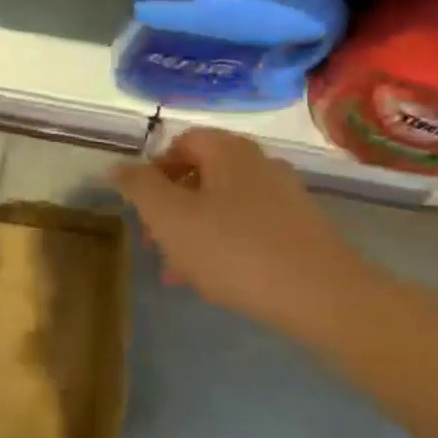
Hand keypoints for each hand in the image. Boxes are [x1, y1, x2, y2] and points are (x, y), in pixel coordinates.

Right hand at [111, 128, 355, 331]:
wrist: (321, 295)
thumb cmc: (234, 249)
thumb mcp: (171, 218)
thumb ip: (139, 187)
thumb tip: (117, 165)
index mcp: (228, 150)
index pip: (181, 142)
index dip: (153, 172)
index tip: (142, 210)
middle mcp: (260, 163)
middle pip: (202, 175)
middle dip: (172, 209)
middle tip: (156, 246)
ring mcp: (285, 196)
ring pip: (224, 206)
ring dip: (195, 232)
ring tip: (180, 273)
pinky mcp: (301, 229)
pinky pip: (250, 228)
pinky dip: (226, 245)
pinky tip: (218, 280)